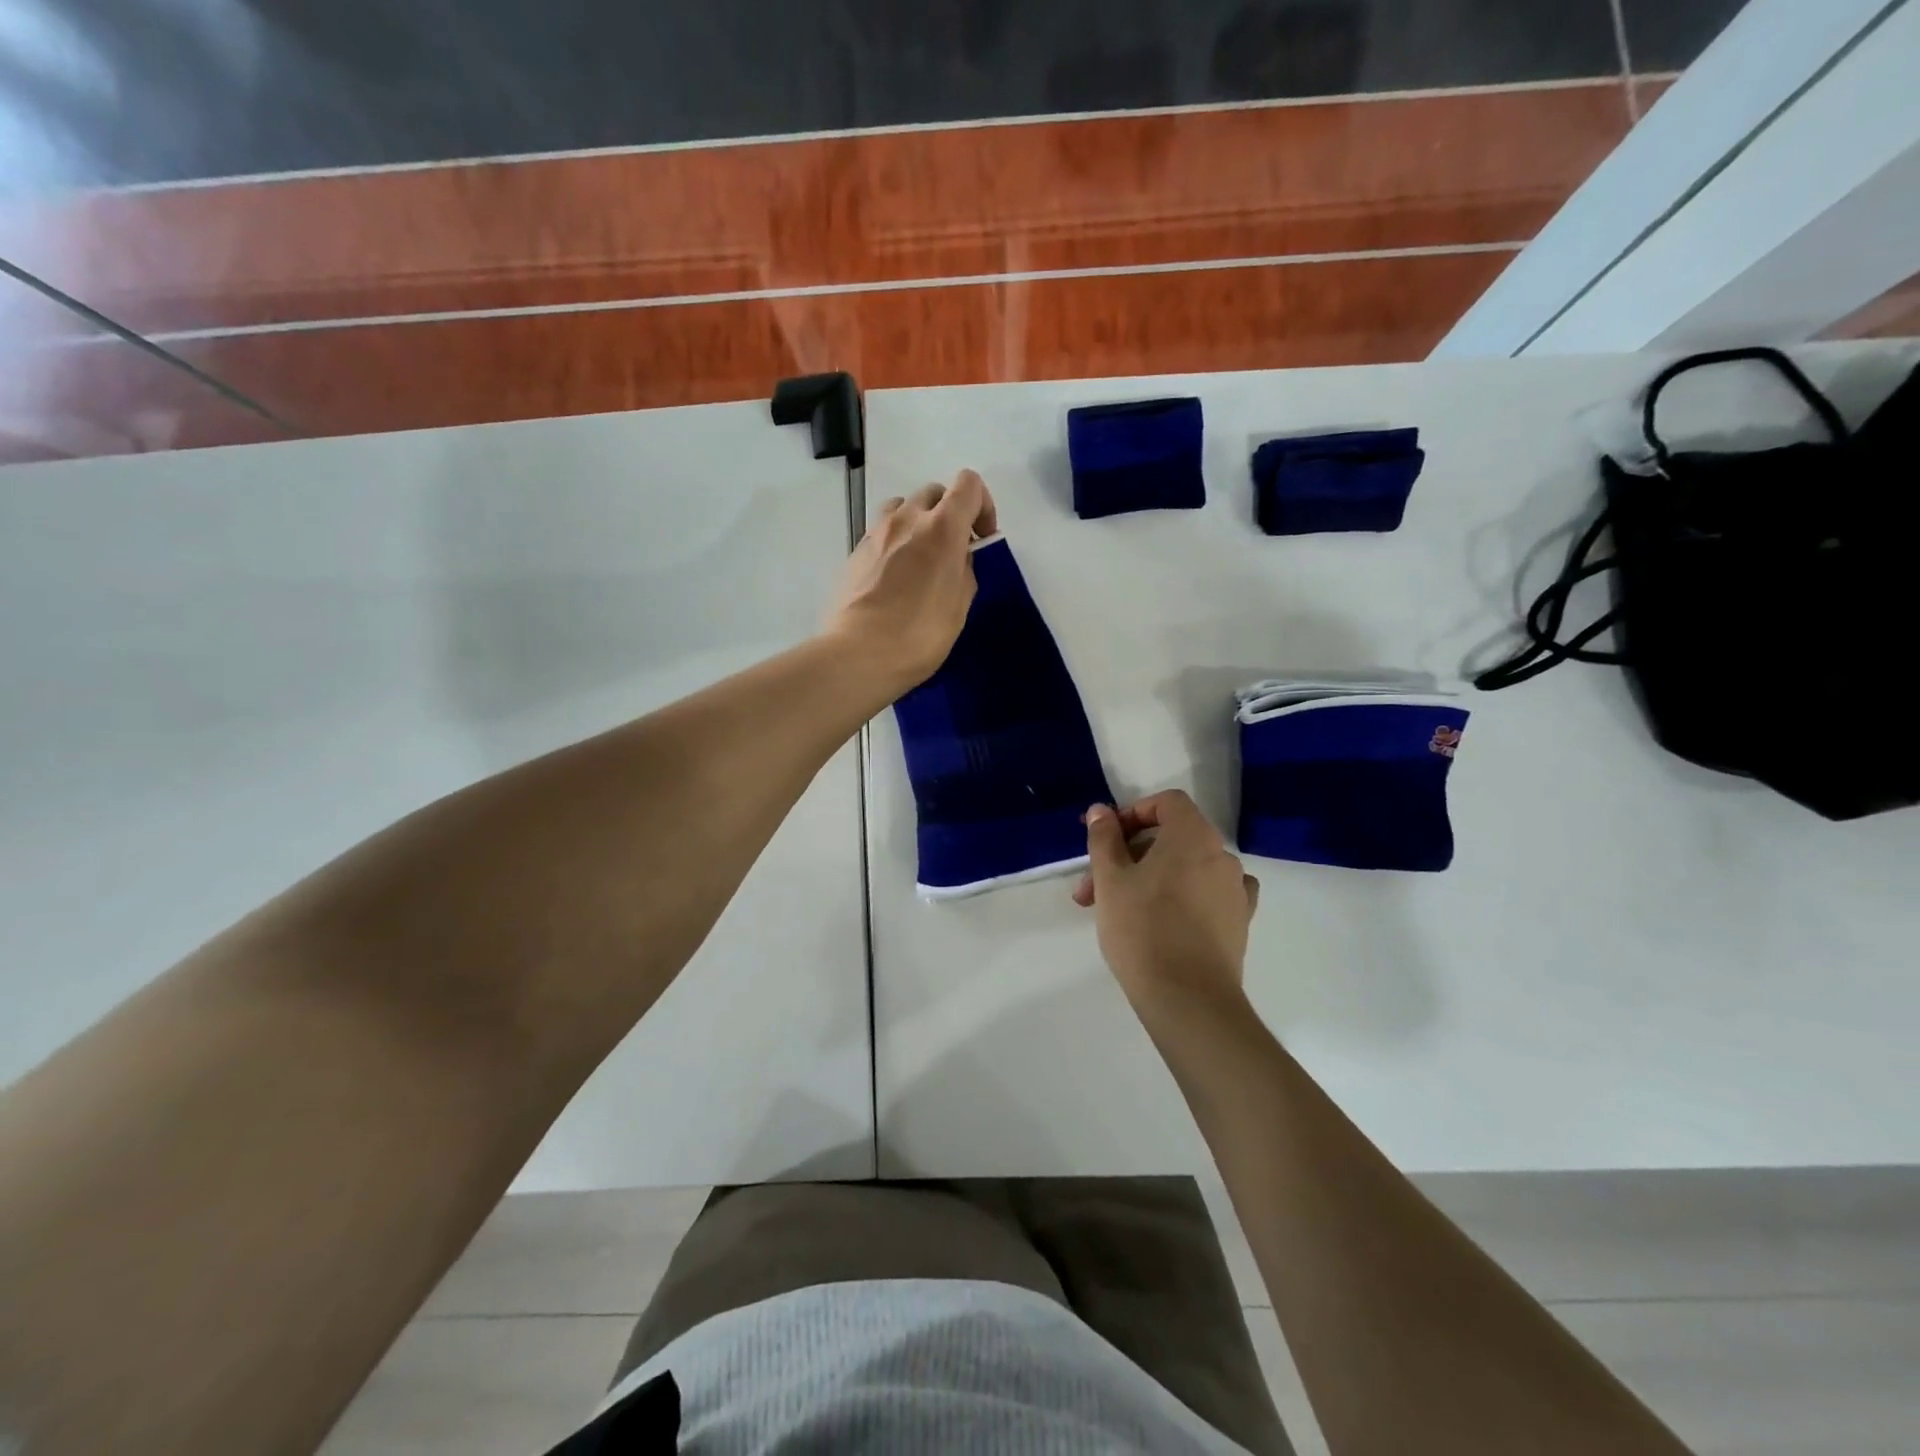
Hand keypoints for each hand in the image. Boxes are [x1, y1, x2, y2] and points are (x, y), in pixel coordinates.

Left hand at [825, 469, 997, 694]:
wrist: (858, 654)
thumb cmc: (919, 634)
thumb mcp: (959, 606)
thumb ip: (964, 571)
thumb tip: (956, 559)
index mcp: (941, 527)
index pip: (968, 484)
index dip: (983, 505)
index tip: (981, 538)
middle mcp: (907, 518)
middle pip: (934, 492)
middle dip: (950, 514)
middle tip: (953, 552)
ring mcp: (876, 533)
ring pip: (903, 507)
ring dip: (919, 523)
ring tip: (921, 560)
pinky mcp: (855, 552)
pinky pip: (882, 532)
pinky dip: (896, 543)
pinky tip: (896, 580)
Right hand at [1075, 791, 1259, 1013]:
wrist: (1188, 998)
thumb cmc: (1142, 929)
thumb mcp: (1110, 878)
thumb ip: (1104, 838)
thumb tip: (1101, 811)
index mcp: (1193, 836)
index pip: (1167, 803)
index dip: (1133, 813)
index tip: (1106, 839)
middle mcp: (1222, 855)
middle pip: (1172, 838)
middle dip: (1129, 855)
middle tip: (1093, 888)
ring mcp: (1235, 890)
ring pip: (1186, 868)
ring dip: (1150, 878)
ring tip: (1118, 910)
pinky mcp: (1239, 922)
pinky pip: (1207, 894)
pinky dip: (1183, 896)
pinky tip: (1164, 919)